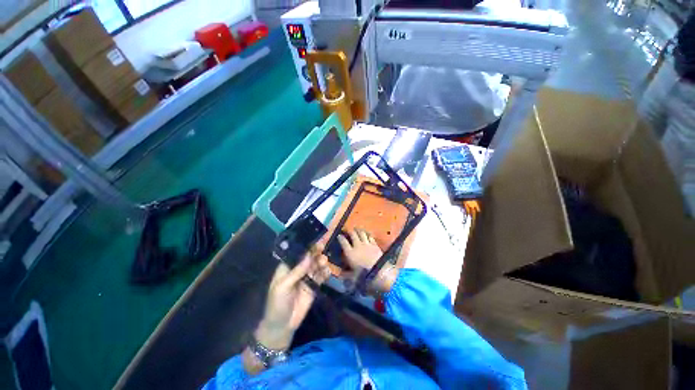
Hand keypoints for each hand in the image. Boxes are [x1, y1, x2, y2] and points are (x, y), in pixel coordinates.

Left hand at [255, 248, 329, 350]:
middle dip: (316, 251)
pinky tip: (327, 271)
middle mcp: (298, 269)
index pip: (298, 253)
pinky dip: (325, 272)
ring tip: (324, 261)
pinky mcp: (314, 285)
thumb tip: (308, 256)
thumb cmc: (277, 304)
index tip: (315, 239)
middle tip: (323, 246)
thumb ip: (296, 271)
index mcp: (287, 267)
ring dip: (321, 261)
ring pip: (316, 265)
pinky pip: (321, 276)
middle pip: (309, 257)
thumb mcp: (283, 287)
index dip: (306, 246)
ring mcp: (307, 277)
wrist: (282, 325)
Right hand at [337, 228, 397, 294]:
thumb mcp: (353, 277)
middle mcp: (358, 246)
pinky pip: (370, 236)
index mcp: (350, 253)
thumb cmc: (364, 276)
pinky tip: (367, 233)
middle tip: (348, 230)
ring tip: (356, 229)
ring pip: (361, 233)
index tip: (339, 236)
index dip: (340, 238)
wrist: (380, 273)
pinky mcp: (374, 244)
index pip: (343, 242)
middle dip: (349, 231)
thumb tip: (340, 274)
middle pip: (353, 234)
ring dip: (358, 230)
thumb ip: (346, 275)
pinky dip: (367, 234)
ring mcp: (367, 244)